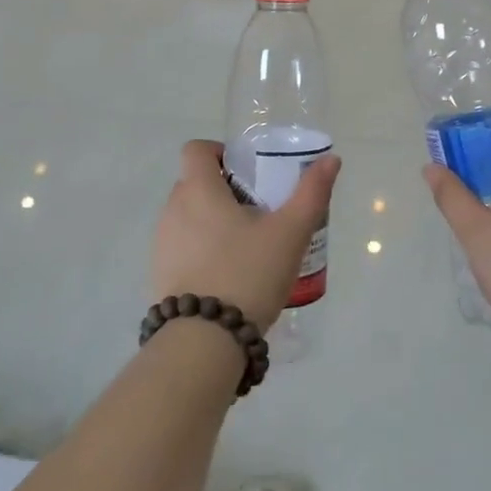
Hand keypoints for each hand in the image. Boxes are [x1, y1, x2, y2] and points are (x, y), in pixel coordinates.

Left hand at [152, 140, 340, 331]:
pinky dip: (202, 250)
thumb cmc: (249, 273)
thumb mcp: (290, 232)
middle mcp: (172, 210)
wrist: (205, 340)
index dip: (220, 153)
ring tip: (247, 248)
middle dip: (224, 191)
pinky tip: (229, 276)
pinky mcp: (160, 274)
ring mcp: (161, 243)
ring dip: (212, 222)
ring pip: (188, 217)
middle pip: (194, 183)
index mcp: (198, 190)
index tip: (247, 174)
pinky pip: (182, 247)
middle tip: (259, 213)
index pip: (196, 150)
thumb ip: (311, 193)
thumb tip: (331, 159)